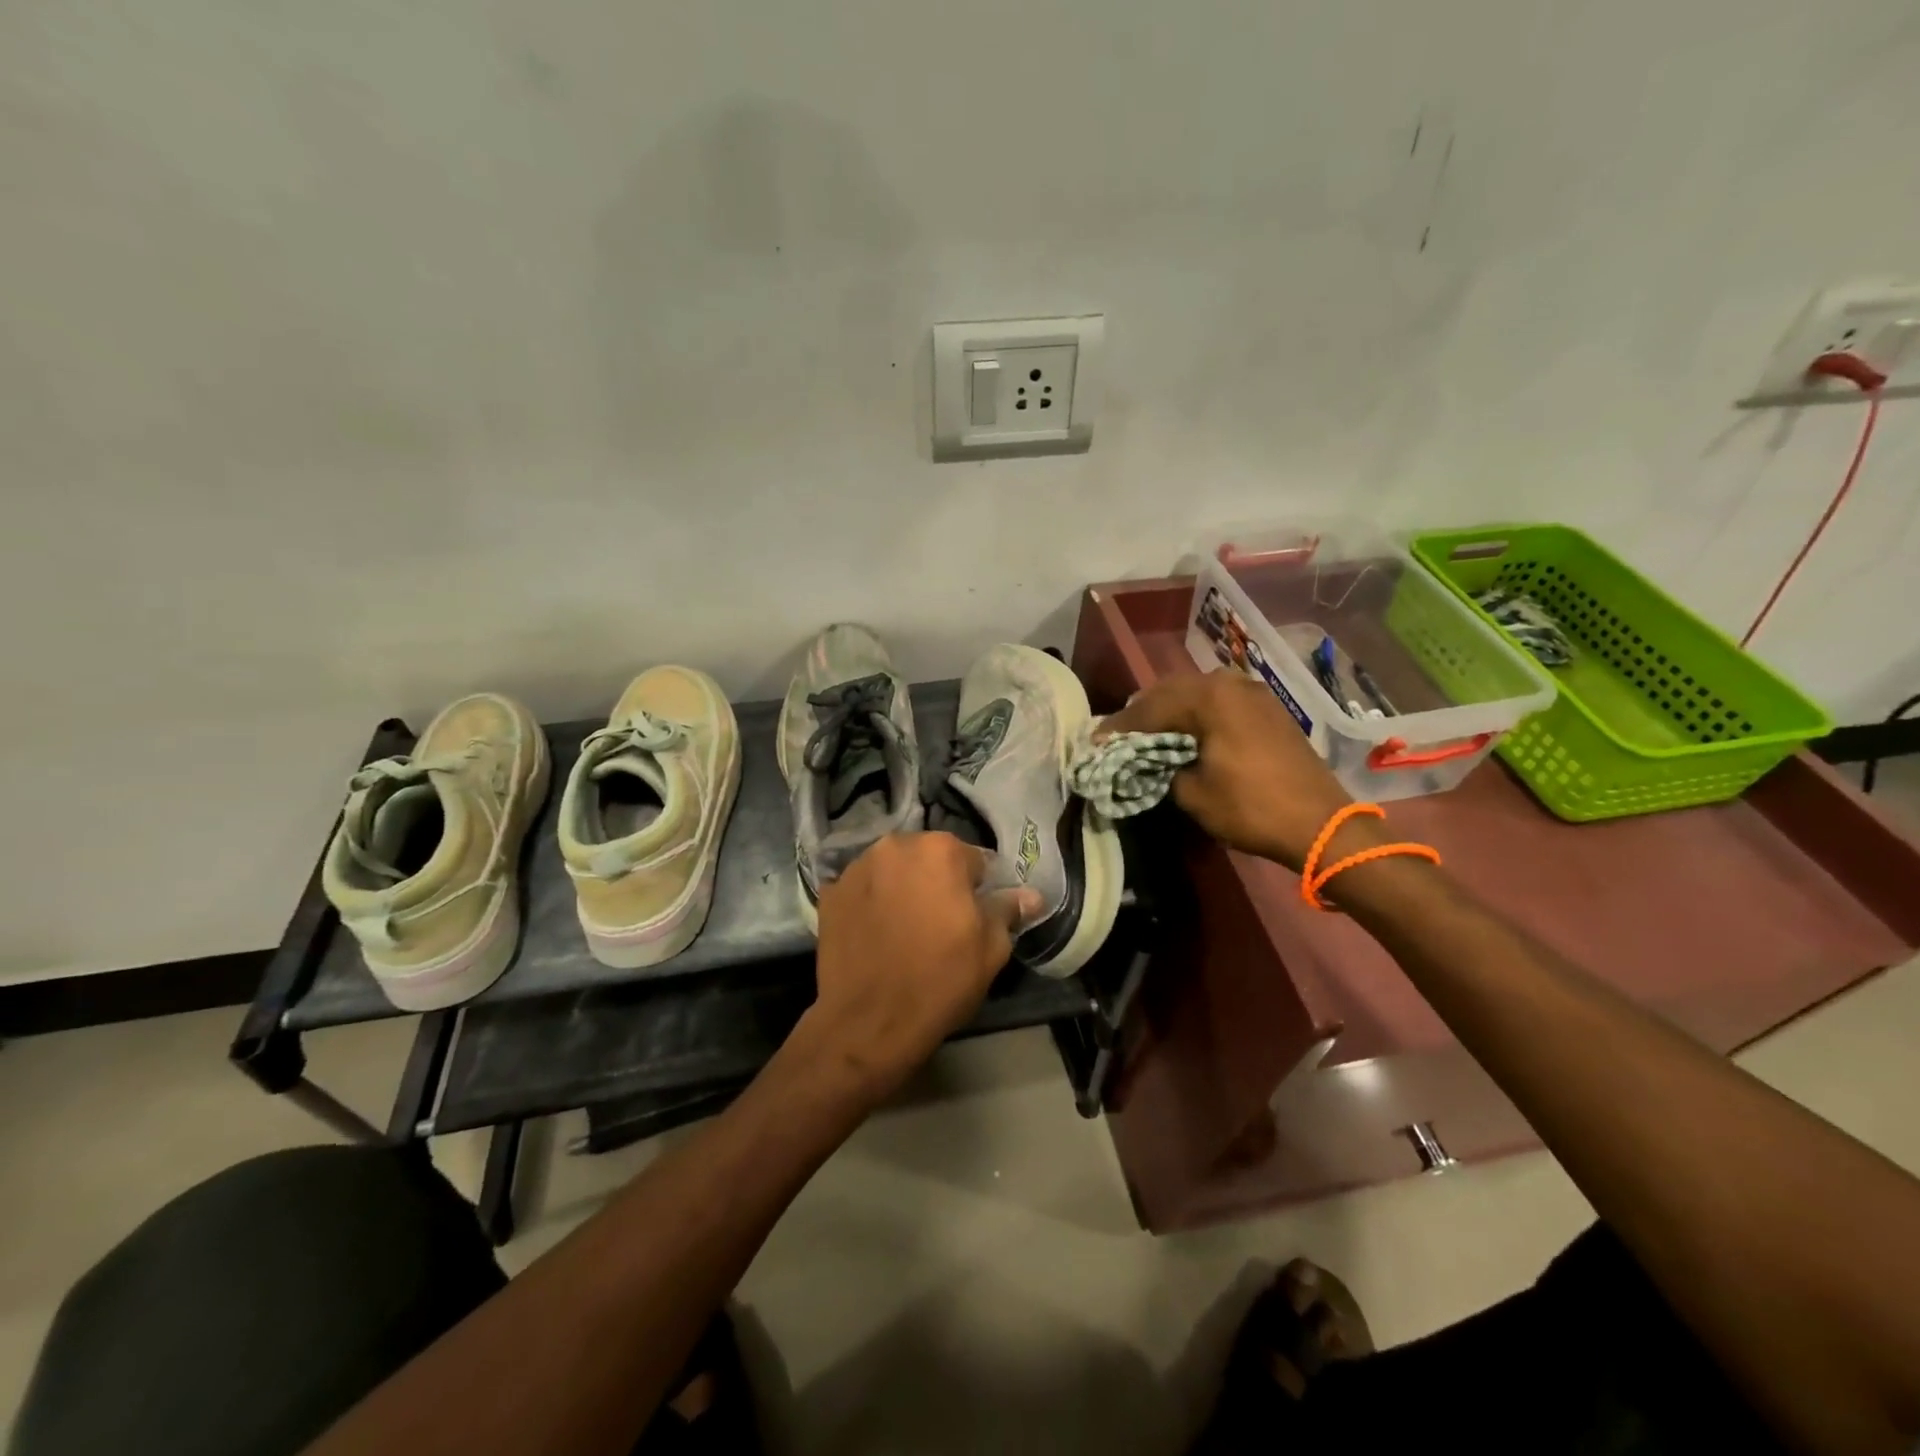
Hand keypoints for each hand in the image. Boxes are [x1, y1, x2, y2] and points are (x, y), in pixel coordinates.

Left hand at [804, 833, 1041, 1103]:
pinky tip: (876, 933)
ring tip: (905, 928)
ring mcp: (857, 867)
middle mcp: (896, 845)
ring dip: (903, 887)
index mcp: (941, 851)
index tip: (974, 916)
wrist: (869, 1022)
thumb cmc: (940, 981)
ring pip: (894, 870)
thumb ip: (1008, 910)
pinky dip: (871, 902)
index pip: (974, 860)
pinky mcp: (830, 892)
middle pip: (929, 858)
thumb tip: (1031, 895)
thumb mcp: (990, 949)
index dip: (979, 889)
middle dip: (938, 881)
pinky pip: (863, 888)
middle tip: (940, 922)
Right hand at [1101, 673, 1357, 868]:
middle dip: (1143, 713)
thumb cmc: (1251, 807)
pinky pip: (1220, 702)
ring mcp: (1253, 693)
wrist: (1321, 824)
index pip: (1149, 708)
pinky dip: (1197, 714)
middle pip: (1171, 691)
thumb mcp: (1192, 793)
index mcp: (1209, 698)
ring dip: (1171, 710)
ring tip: (1149, 732)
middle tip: (1118, 735)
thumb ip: (1162, 767)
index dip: (1119, 727)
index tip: (1095, 741)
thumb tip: (1149, 761)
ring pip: (1197, 693)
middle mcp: (1230, 684)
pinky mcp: (1268, 709)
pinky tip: (1186, 732)